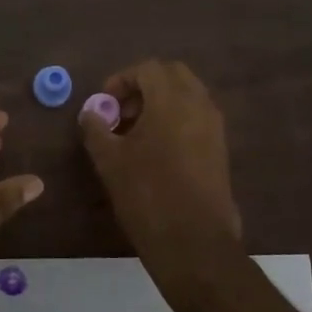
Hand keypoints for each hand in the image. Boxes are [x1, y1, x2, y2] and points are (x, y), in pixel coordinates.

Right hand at [79, 60, 242, 290]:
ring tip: (135, 133)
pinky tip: (156, 150)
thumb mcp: (110, 160)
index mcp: (171, 99)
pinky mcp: (220, 148)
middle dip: (144, 86)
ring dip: (161, 102)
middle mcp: (198, 104)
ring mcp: (214, 126)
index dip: (121, 80)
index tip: (105, 104)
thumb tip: (91, 113)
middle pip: (172, 75)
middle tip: (122, 112)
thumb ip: (96, 129)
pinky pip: (197, 117)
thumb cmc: (148, 195)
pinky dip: (176, 119)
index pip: (148, 68)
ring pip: (187, 95)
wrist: (194, 242)